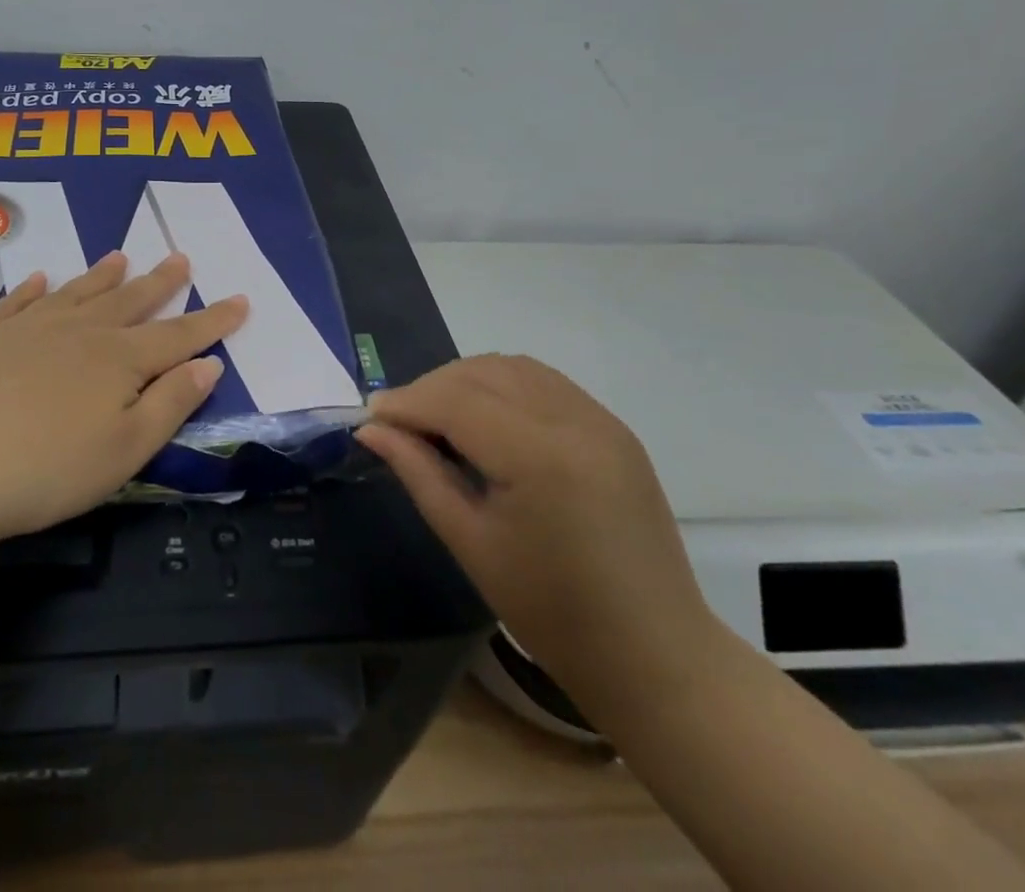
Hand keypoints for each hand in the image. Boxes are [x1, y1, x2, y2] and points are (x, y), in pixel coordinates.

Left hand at [0, 251, 246, 541]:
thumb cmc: (46, 469)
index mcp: (119, 360)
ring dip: (103, 275)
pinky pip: (18, 301)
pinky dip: (34, 288)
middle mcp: (80, 331)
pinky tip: (42, 279)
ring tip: (121, 256)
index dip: (213, 320)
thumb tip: (209, 365)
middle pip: (130, 301)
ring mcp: (29, 327)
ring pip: (78, 292)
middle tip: (181, 258)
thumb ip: (170, 403)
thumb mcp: (125, 449)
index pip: (179, 334)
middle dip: (161, 282)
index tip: (240, 300)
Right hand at [356, 354, 710, 704]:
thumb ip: (418, 473)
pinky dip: (503, 386)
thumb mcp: (470, 542)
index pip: (455, 401)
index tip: (370, 416)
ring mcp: (600, 419)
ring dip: (466, 381)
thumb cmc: (551, 613)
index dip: (407, 402)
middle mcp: (573, 420)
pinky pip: (544, 382)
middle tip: (399, 422)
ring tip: (439, 417)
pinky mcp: (614, 427)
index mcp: (538, 456)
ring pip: (513, 368)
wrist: (654, 655)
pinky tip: (487, 419)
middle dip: (431, 388)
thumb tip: (371, 429)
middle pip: (482, 373)